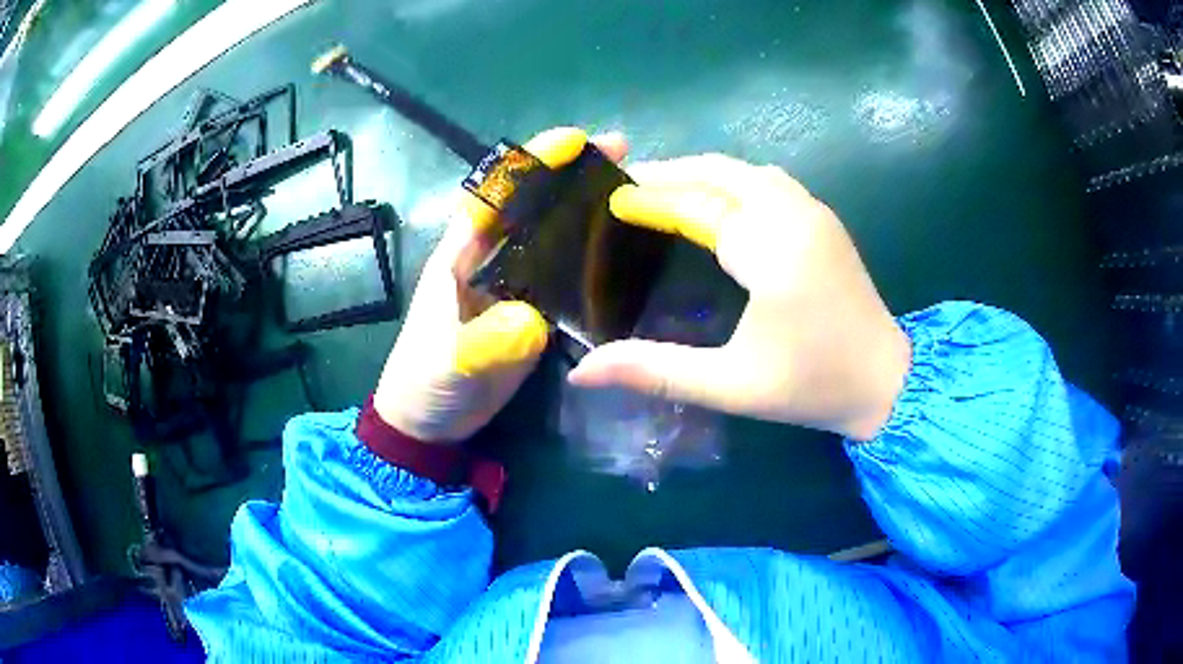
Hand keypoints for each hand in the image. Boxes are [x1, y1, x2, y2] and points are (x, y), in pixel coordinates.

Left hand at [374, 127, 627, 442]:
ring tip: (640, 197)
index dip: (532, 163)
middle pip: (533, 203)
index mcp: (462, 255)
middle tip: (625, 157)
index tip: (576, 141)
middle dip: (572, 174)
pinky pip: (565, 274)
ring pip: (553, 234)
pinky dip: (592, 259)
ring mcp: (515, 285)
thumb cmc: (426, 384)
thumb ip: (483, 344)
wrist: (428, 424)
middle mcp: (491, 258)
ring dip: (589, 211)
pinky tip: (628, 255)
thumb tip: (532, 321)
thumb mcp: (449, 364)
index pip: (495, 193)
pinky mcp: (532, 312)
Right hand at [568, 154, 910, 440]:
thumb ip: (655, 372)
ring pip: (749, 172)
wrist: (887, 382)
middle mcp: (794, 217)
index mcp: (771, 250)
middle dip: (674, 172)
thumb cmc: (812, 386)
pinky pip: (771, 182)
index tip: (613, 200)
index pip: (697, 205)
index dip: (652, 199)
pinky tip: (719, 202)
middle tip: (631, 187)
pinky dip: (735, 181)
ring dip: (705, 173)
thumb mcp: (731, 385)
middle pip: (722, 172)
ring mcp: (815, 214)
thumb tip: (582, 371)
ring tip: (667, 189)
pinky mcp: (825, 221)